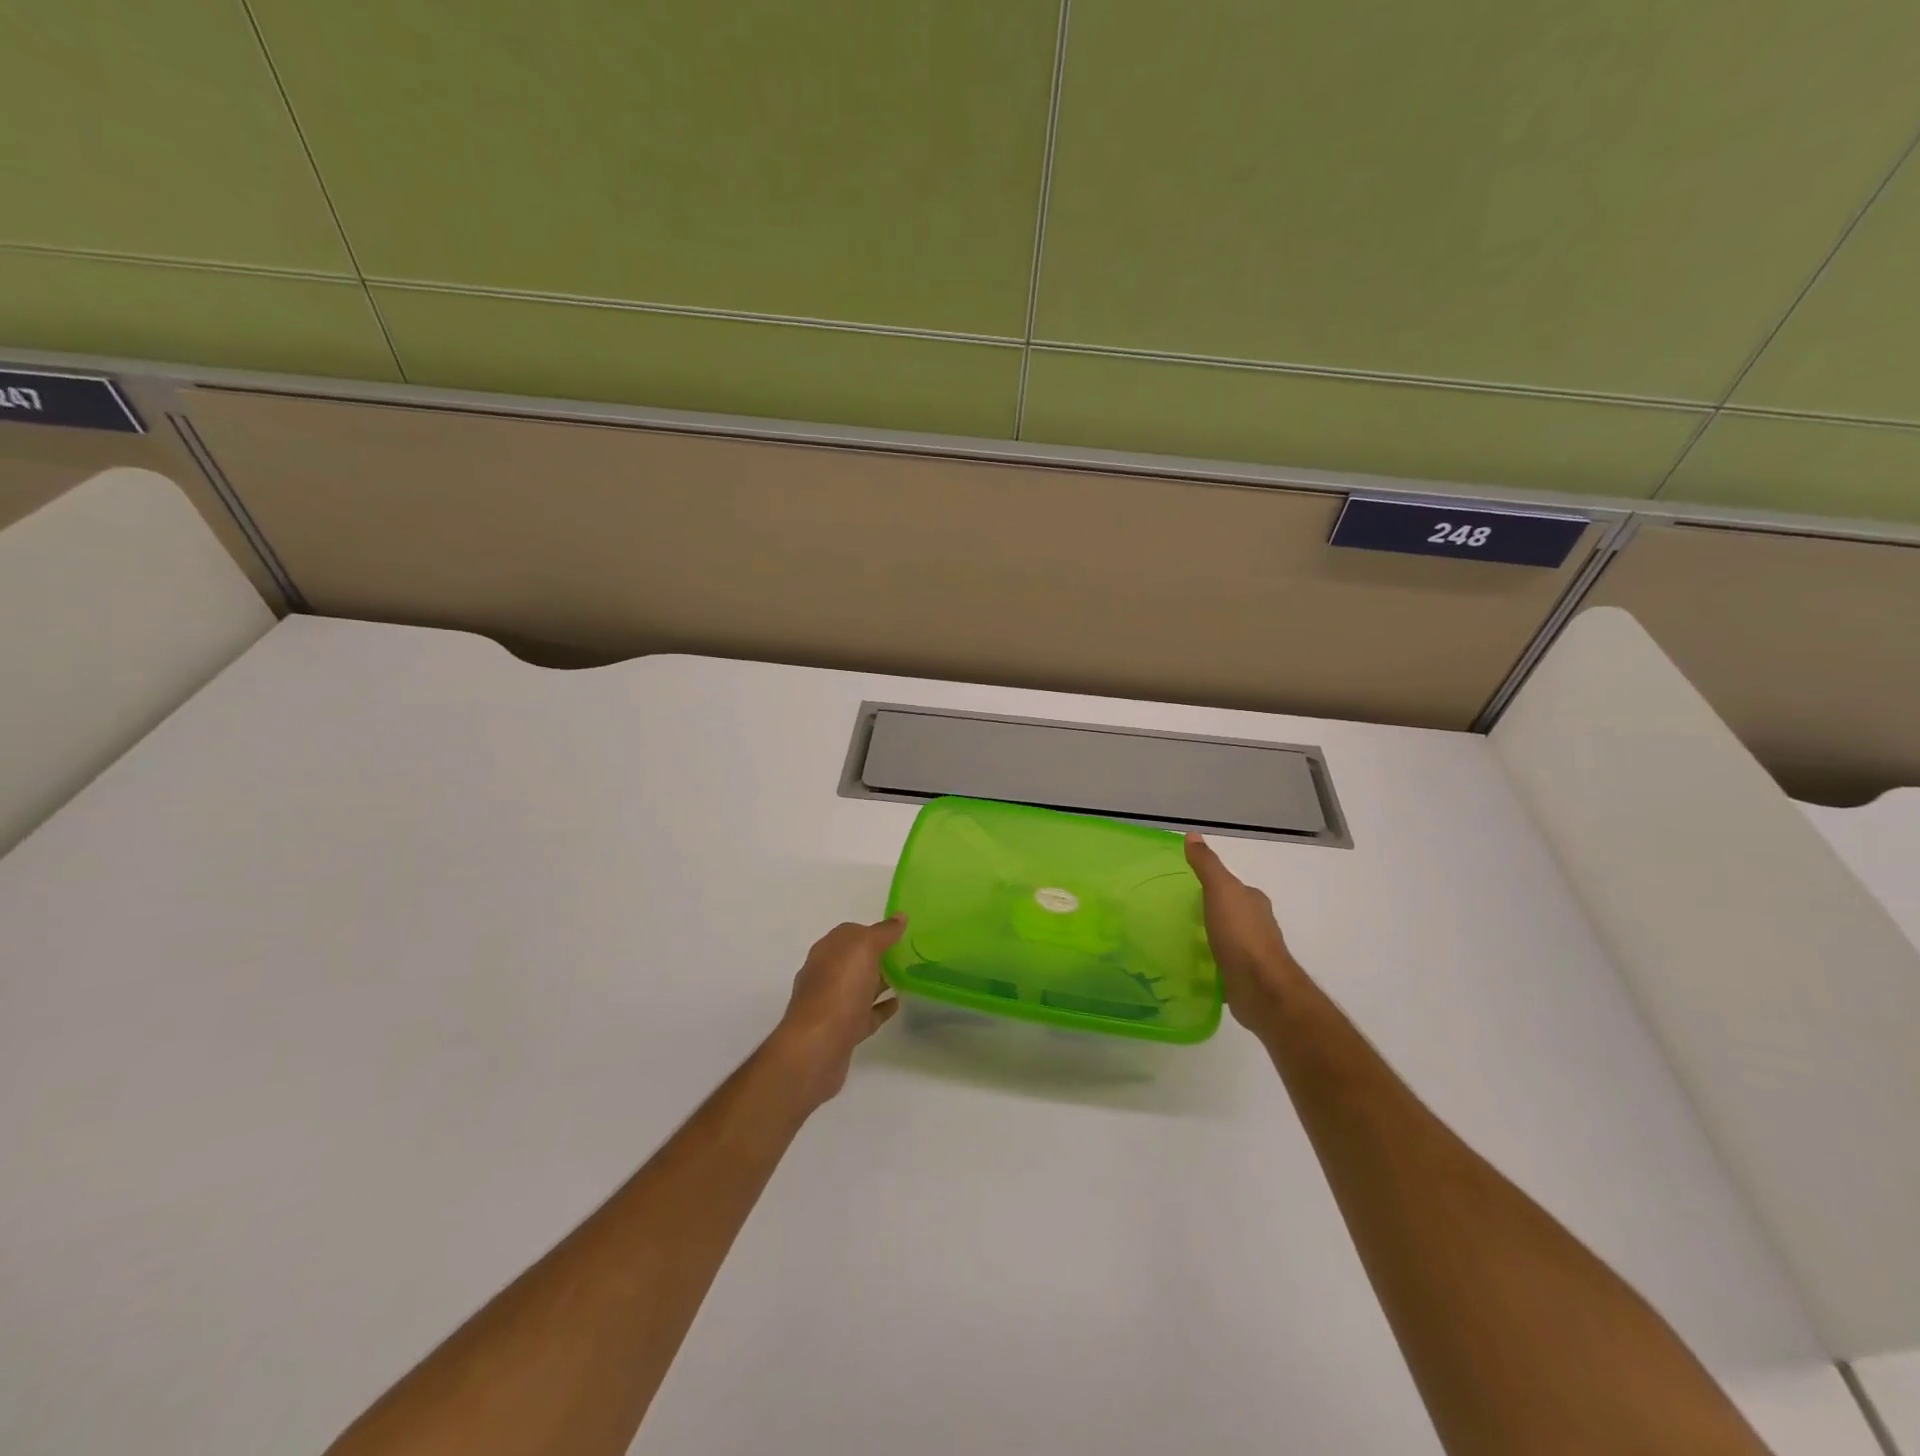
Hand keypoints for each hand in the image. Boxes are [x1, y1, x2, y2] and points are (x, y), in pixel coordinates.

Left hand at [770, 917, 904, 1106]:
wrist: (817, 1047)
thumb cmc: (839, 989)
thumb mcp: (864, 949)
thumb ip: (883, 932)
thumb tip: (899, 916)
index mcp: (827, 950)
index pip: (850, 933)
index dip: (873, 932)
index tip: (899, 934)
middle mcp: (825, 974)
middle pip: (854, 960)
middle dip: (877, 957)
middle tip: (908, 956)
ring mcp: (832, 1004)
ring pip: (859, 987)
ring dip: (880, 981)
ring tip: (907, 978)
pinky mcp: (841, 1031)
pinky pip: (865, 1014)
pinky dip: (880, 1008)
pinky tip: (897, 1005)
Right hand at [1185, 834, 1304, 1037]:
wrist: (1261, 988)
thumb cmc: (1241, 935)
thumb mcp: (1220, 890)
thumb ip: (1207, 865)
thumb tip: (1193, 834)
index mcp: (1253, 901)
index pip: (1232, 887)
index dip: (1212, 885)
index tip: (1185, 887)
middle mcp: (1256, 924)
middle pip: (1229, 912)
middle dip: (1208, 912)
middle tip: (1175, 913)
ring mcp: (1252, 953)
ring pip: (1226, 939)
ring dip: (1208, 938)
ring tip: (1177, 939)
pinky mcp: (1243, 978)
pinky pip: (1221, 964)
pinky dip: (1208, 963)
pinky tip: (1189, 965)